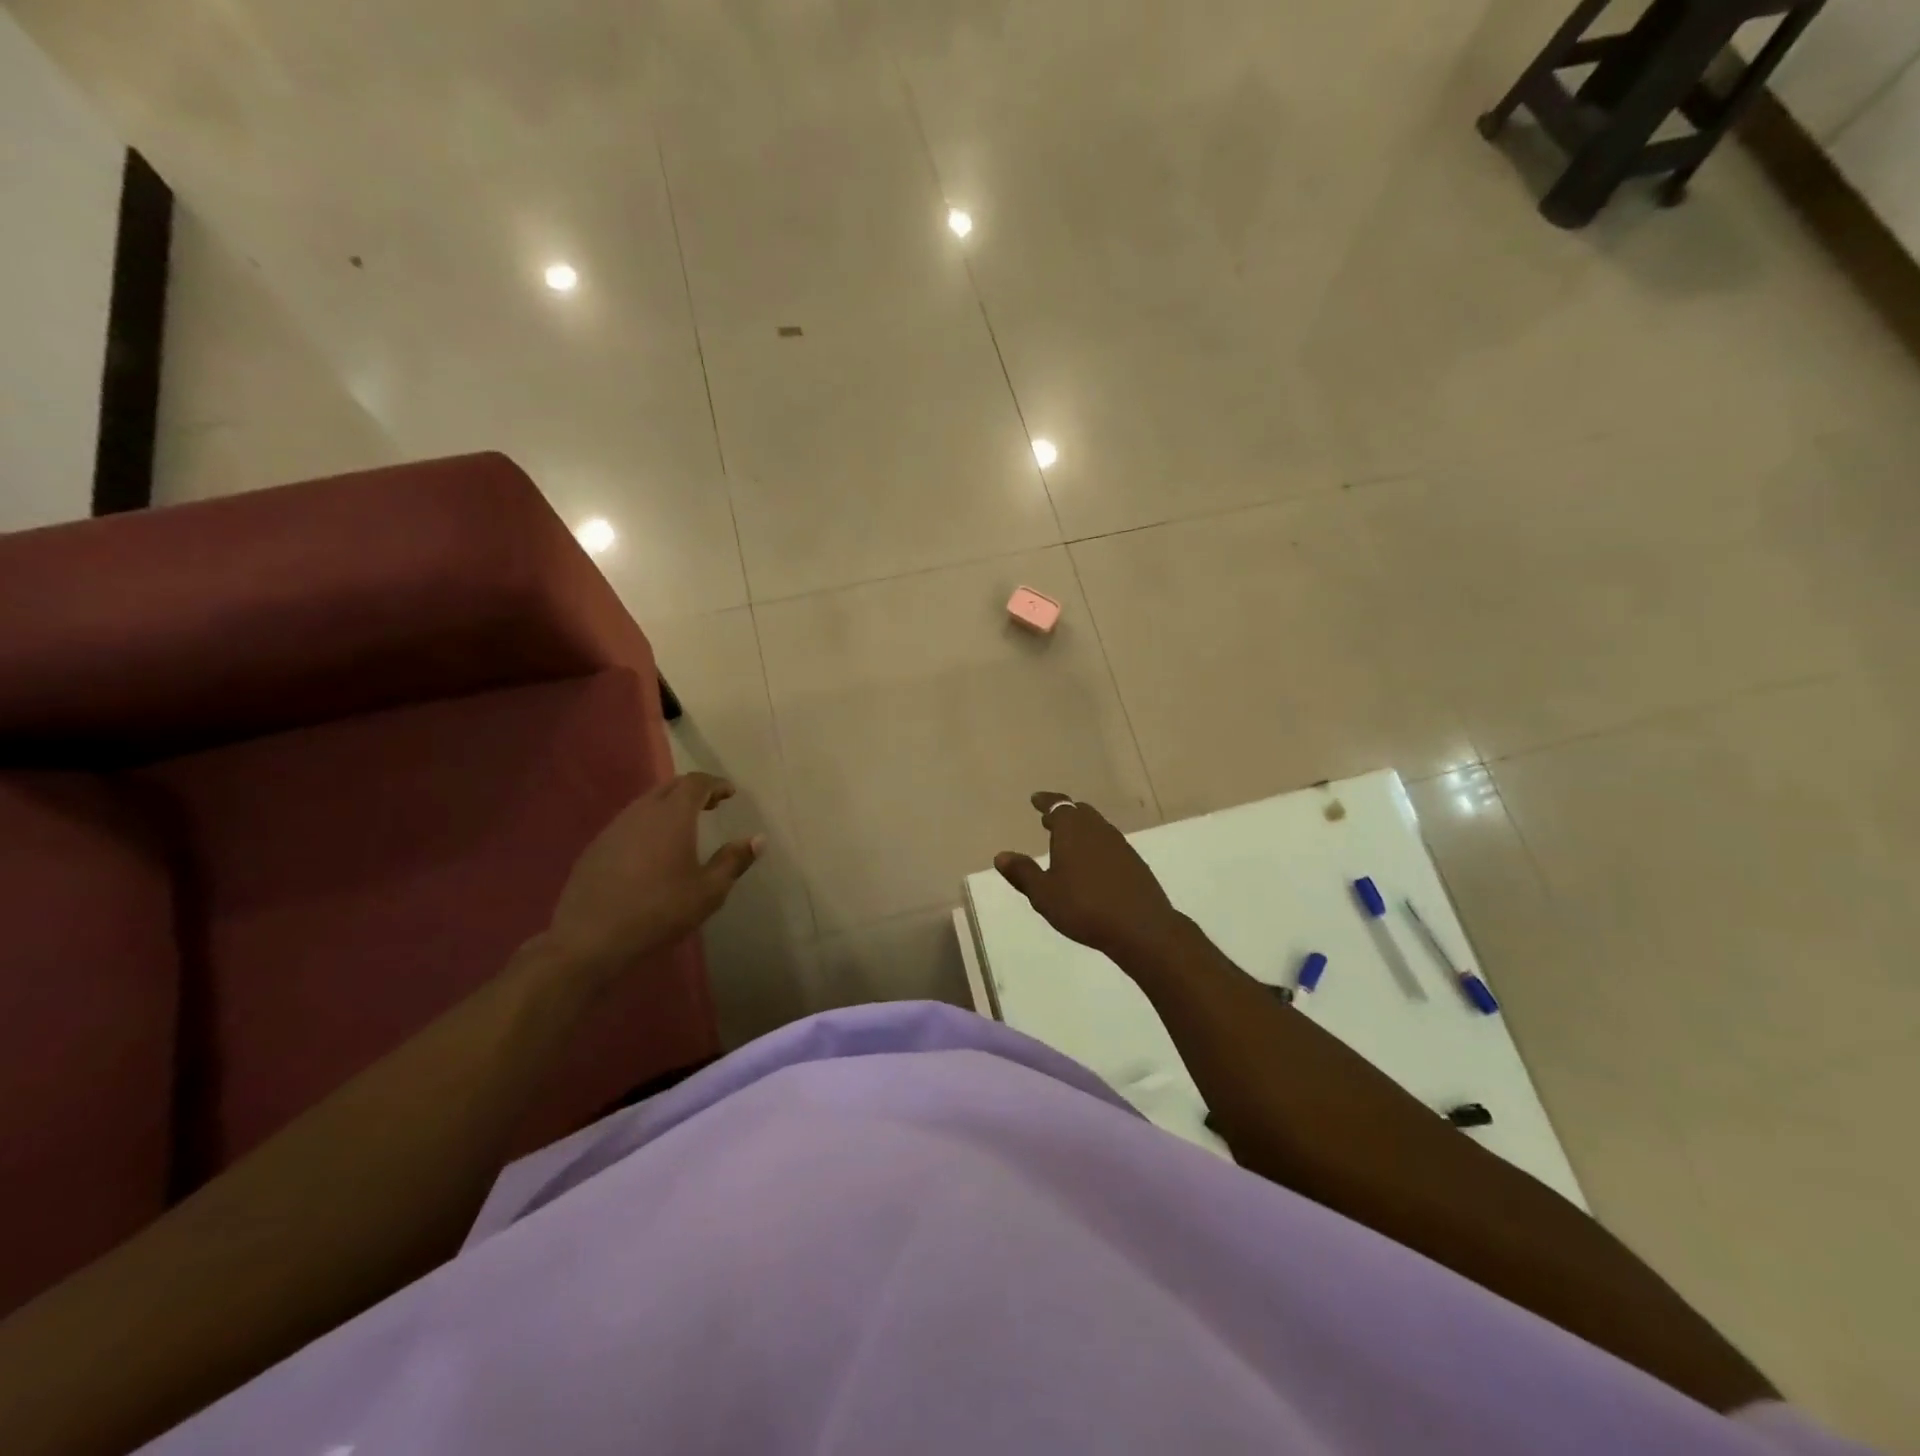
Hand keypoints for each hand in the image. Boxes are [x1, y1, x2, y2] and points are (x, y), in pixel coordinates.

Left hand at [543, 772, 761, 980]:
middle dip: (693, 790)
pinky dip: (648, 824)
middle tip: (711, 804)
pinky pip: (629, 823)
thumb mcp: (708, 891)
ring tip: (685, 825)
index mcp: (673, 816)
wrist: (590, 938)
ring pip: (646, 803)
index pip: (696, 783)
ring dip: (669, 806)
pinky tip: (652, 849)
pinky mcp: (596, 847)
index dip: (716, 784)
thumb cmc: (659, 911)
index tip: (730, 793)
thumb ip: (734, 861)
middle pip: (670, 787)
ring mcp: (614, 828)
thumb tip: (757, 839)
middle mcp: (642, 812)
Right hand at [994, 792, 1185, 962]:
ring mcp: (1120, 845)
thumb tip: (1001, 856)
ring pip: (1097, 827)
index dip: (1046, 801)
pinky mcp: (1134, 863)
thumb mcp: (1044, 894)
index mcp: (1073, 830)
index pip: (1058, 805)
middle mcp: (1098, 830)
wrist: (1141, 927)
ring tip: (1068, 843)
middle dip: (1064, 814)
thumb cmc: (1084, 907)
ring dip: (1081, 829)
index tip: (1036, 799)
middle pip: (1080, 812)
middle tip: (1049, 820)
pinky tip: (1092, 865)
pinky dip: (1096, 846)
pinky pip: (1109, 844)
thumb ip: (1023, 873)